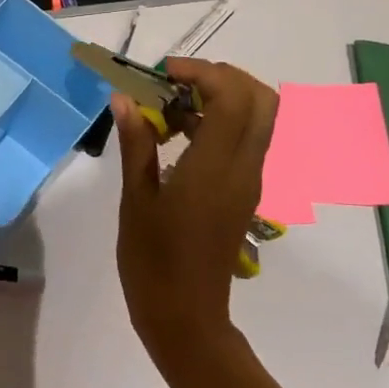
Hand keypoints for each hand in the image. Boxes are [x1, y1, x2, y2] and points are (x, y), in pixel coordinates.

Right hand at [113, 58, 278, 370]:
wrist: (185, 316)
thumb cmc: (152, 260)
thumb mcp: (135, 199)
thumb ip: (136, 144)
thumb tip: (124, 98)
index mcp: (215, 169)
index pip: (233, 98)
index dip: (203, 71)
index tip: (163, 72)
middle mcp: (244, 169)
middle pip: (263, 100)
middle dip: (223, 77)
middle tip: (177, 82)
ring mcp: (251, 181)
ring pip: (262, 119)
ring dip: (225, 98)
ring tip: (173, 106)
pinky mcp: (247, 192)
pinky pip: (249, 141)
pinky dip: (224, 122)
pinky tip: (182, 134)